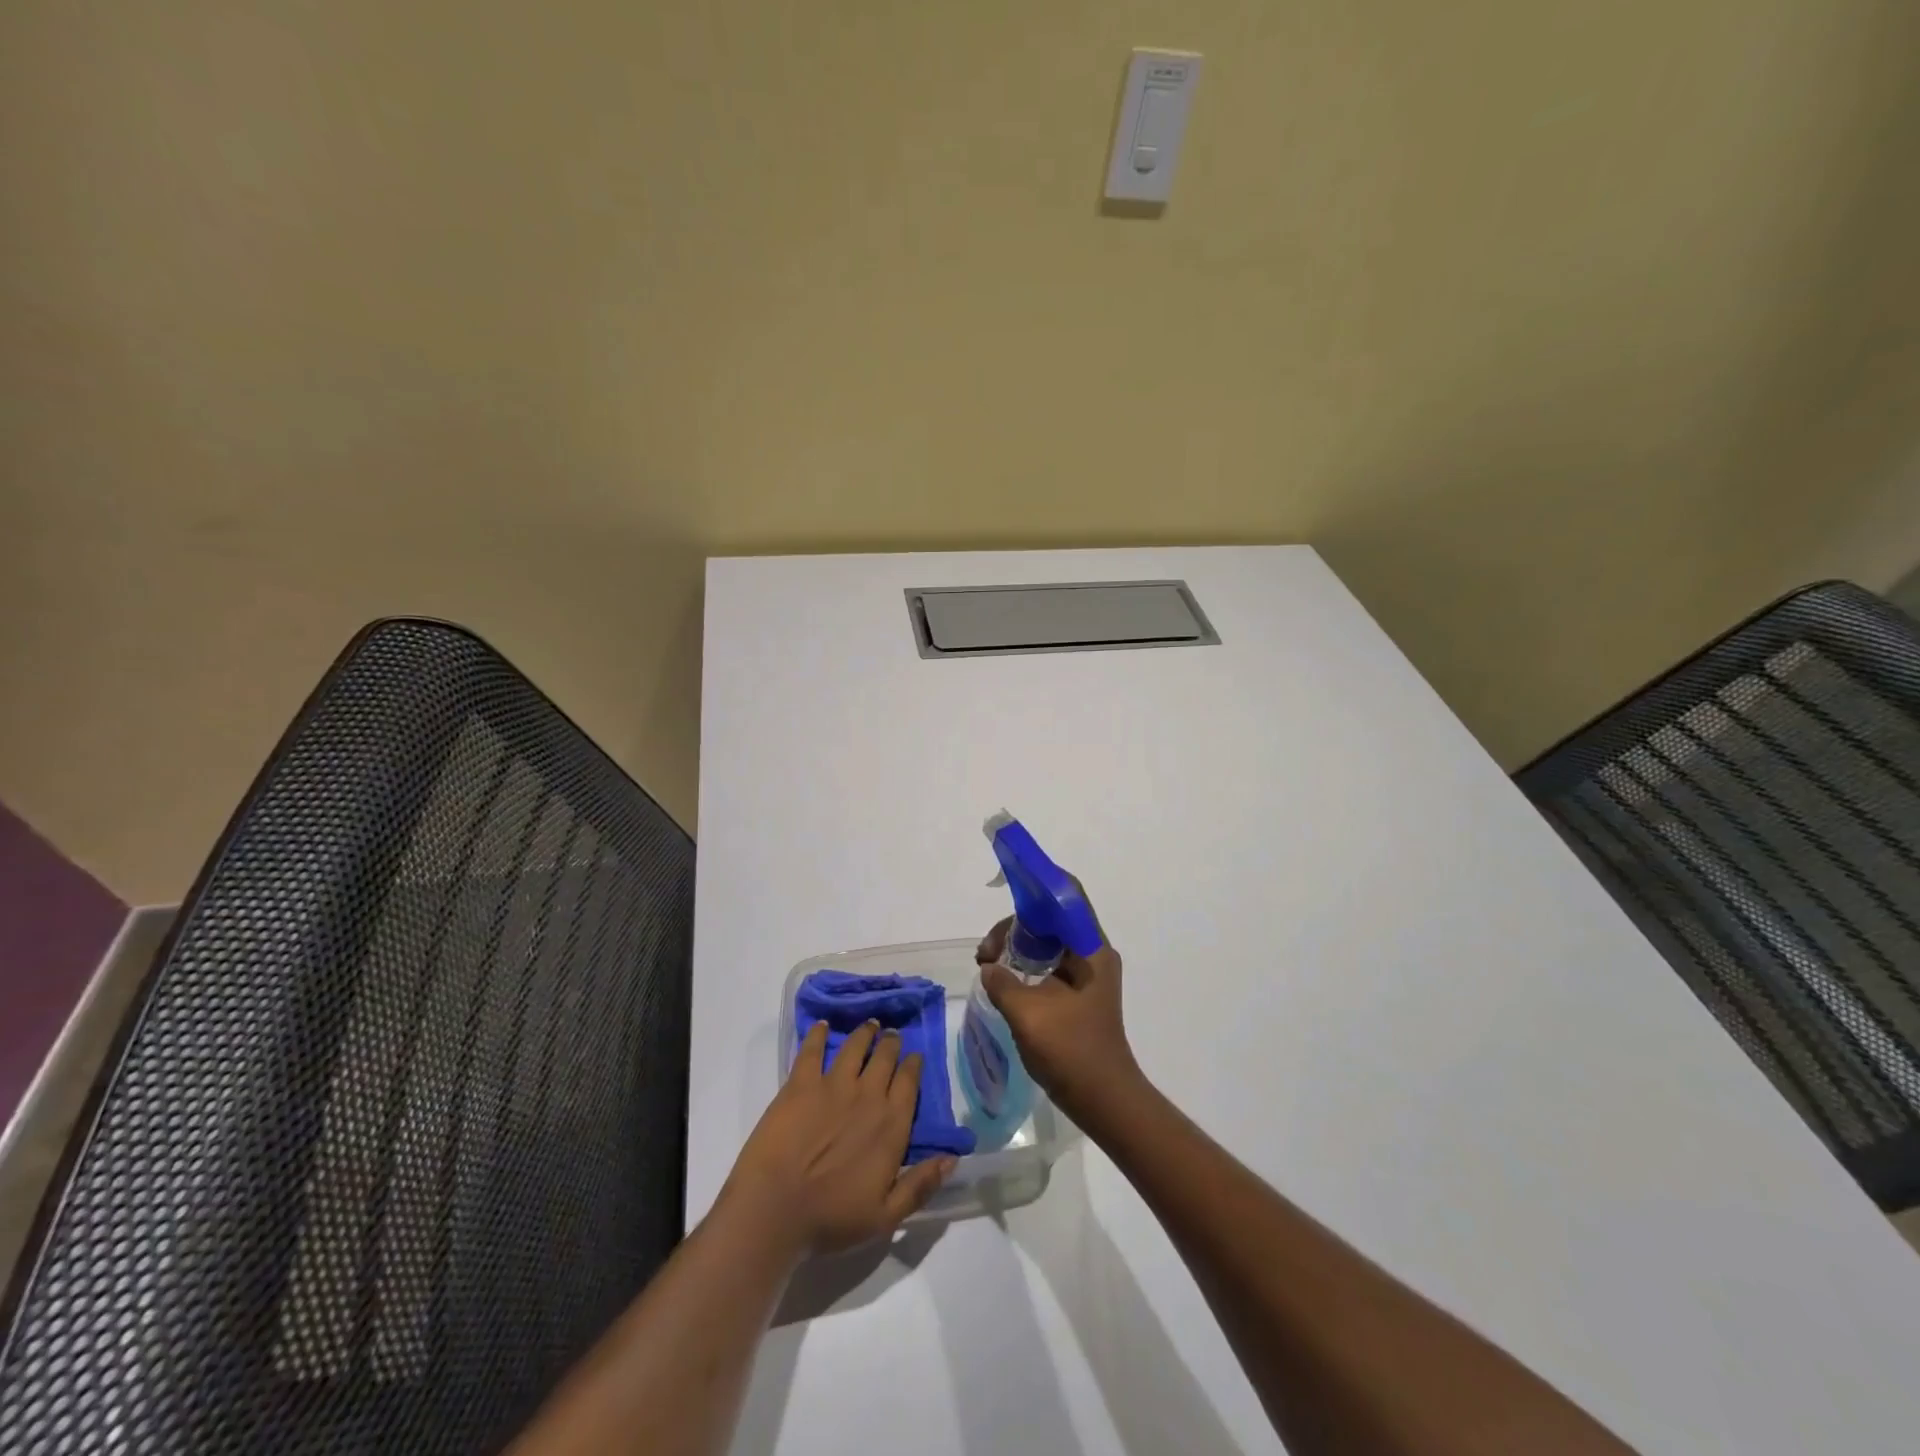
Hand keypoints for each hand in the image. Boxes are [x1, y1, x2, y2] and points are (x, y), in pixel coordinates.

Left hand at [720, 1020, 954, 1256]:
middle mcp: (868, 1095)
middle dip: (891, 1043)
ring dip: (865, 1032)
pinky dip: (819, 1034)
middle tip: (891, 1036)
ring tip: (869, 1025)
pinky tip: (822, 1026)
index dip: (913, 1065)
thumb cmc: (831, 1218)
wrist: (775, 1208)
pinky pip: (813, 1049)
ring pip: (856, 1045)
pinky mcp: (801, 1082)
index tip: (914, 1057)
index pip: (909, 1082)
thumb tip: (952, 1159)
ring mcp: (833, 1084)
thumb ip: (920, 1186)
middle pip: (885, 1057)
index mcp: (891, 1124)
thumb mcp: (886, 1216)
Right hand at [976, 905, 1142, 1125]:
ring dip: (1016, 946)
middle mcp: (1092, 953)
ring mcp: (1086, 974)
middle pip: (1051, 918)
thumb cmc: (1072, 1052)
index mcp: (1090, 949)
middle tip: (986, 953)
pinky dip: (1024, 963)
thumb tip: (990, 968)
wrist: (1104, 1101)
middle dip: (1015, 926)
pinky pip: (1048, 962)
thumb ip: (1003, 982)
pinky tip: (1002, 979)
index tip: (1007, 884)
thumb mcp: (1028, 1013)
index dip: (1038, 881)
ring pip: (1047, 941)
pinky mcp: (1078, 993)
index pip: (1067, 895)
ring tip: (988, 965)